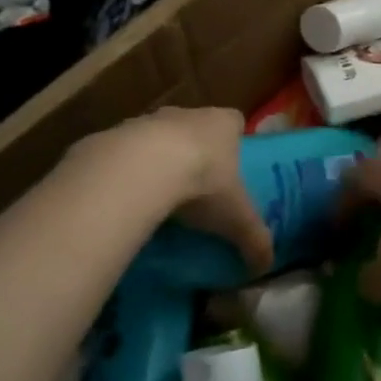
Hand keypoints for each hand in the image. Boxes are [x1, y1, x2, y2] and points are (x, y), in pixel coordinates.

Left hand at [97, 106, 273, 274]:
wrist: (140, 169)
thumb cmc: (203, 183)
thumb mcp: (237, 218)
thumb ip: (255, 239)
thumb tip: (266, 266)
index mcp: (223, 124)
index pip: (235, 122)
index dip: (235, 140)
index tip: (233, 165)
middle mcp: (187, 114)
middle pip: (195, 127)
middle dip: (196, 152)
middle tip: (197, 187)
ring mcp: (148, 120)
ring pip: (158, 137)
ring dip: (159, 159)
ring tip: (159, 197)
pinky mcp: (114, 134)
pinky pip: (124, 153)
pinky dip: (128, 171)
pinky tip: (127, 198)